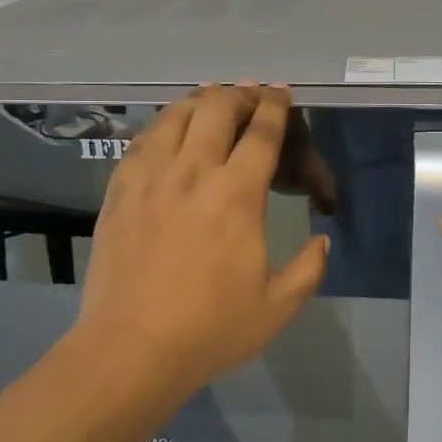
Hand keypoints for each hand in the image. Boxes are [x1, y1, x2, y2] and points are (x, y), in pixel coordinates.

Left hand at [73, 85, 330, 401]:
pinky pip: (141, 141)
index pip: (261, 134)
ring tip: (210, 100)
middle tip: (249, 97)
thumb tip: (322, 240)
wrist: (131, 348)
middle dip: (238, 95)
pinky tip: (166, 130)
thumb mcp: (278, 307)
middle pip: (216, 109)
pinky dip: (161, 125)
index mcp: (236, 195)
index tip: (281, 93)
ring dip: (198, 101)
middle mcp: (192, 173)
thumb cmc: (210, 328)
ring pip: (174, 117)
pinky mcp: (119, 192)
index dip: (275, 107)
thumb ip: (309, 268)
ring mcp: (149, 179)